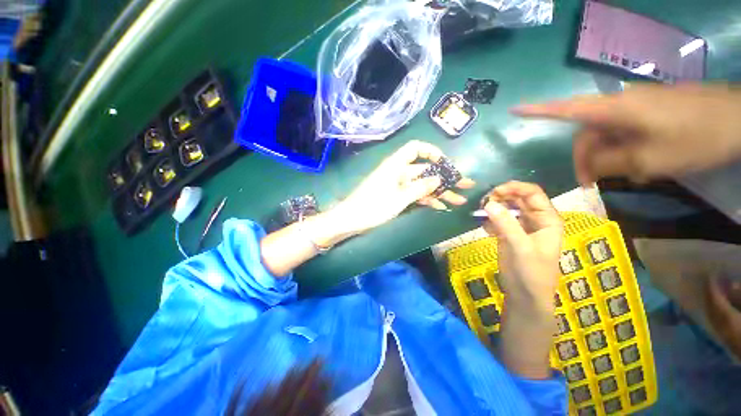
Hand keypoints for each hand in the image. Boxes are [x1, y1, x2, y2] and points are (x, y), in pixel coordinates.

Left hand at [333, 140, 473, 234]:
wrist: (351, 220)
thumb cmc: (373, 206)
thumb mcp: (400, 198)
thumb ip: (420, 188)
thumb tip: (438, 178)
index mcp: (396, 165)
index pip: (416, 148)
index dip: (432, 151)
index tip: (446, 163)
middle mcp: (399, 172)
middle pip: (425, 170)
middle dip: (445, 178)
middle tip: (466, 184)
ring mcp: (398, 185)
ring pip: (422, 184)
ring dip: (439, 192)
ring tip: (460, 199)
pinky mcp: (396, 196)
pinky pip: (415, 194)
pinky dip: (427, 199)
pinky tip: (441, 207)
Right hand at [482, 181, 562, 313]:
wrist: (524, 296)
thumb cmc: (530, 272)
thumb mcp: (520, 247)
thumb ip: (506, 224)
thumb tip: (488, 203)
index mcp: (547, 219)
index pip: (533, 194)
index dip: (515, 188)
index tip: (494, 191)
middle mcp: (535, 220)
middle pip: (518, 199)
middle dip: (501, 197)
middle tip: (483, 201)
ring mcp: (521, 227)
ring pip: (507, 208)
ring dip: (493, 207)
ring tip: (480, 212)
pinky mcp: (508, 234)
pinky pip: (498, 220)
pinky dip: (489, 220)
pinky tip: (483, 227)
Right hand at [513, 84, 740, 183]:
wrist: (740, 119)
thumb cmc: (695, 138)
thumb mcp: (649, 161)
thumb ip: (609, 163)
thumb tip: (591, 164)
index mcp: (613, 111)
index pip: (564, 109)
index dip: (537, 110)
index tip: (514, 111)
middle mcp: (618, 105)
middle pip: (586, 133)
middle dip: (587, 159)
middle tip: (595, 185)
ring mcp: (635, 107)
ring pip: (607, 136)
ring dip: (610, 159)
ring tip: (629, 178)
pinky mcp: (650, 111)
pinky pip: (625, 133)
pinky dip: (626, 152)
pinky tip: (642, 166)